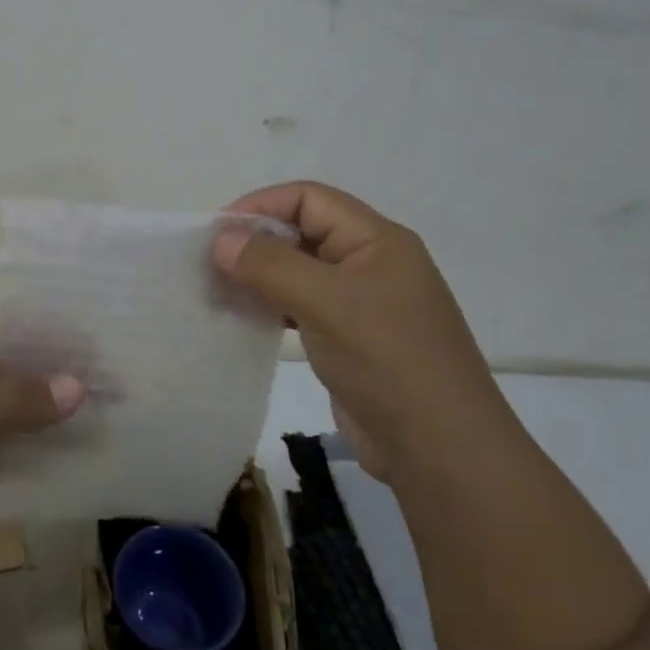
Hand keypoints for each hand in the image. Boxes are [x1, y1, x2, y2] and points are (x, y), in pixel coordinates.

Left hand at [0, 310, 85, 563]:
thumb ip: (20, 398)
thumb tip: (81, 387)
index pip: (12, 325)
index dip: (54, 330)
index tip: (103, 340)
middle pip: (16, 368)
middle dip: (59, 376)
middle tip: (117, 384)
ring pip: (11, 410)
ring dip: (49, 417)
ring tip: (106, 418)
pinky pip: (1, 448)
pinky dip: (30, 451)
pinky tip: (70, 457)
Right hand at [213, 181, 503, 478]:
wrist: (440, 450)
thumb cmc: (387, 360)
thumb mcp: (326, 303)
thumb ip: (270, 265)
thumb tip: (221, 240)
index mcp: (377, 240)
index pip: (309, 199)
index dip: (261, 206)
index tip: (217, 232)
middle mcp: (370, 263)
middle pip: (304, 231)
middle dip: (256, 241)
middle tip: (210, 263)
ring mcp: (362, 303)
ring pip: (301, 271)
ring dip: (261, 275)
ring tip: (219, 290)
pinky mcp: (351, 337)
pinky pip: (304, 306)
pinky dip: (273, 305)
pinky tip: (245, 318)